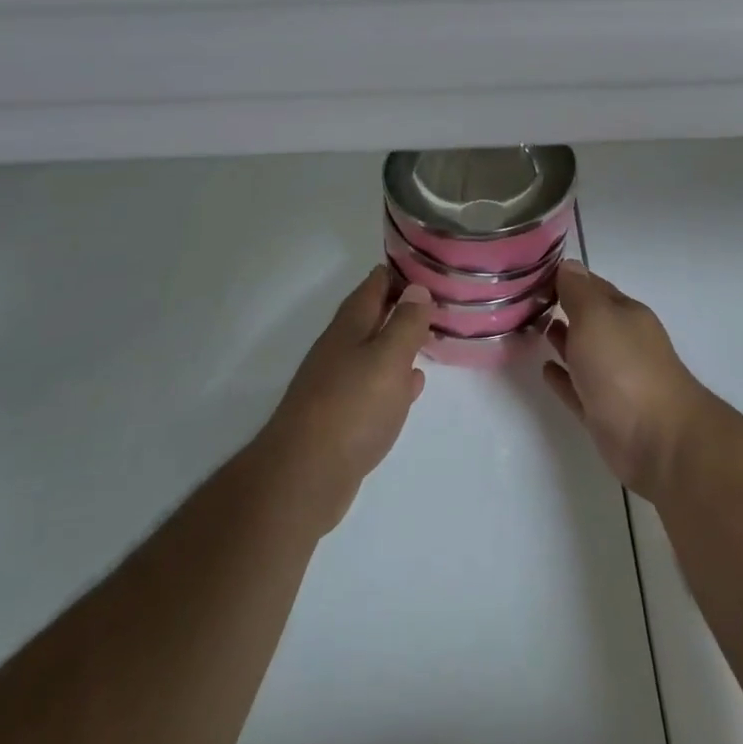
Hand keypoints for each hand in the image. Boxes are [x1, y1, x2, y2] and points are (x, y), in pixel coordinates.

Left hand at [259, 267, 430, 534]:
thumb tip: (416, 288)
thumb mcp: (388, 358)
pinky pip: (374, 386)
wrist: (304, 477)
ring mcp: (338, 383)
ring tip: (430, 336)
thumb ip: (405, 323)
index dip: (401, 272)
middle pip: (373, 316)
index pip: (375, 284)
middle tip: (438, 301)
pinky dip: (395, 379)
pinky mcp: (342, 417)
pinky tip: (412, 385)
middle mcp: (341, 348)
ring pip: (375, 351)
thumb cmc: (351, 407)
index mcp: (350, 326)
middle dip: (402, 306)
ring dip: (399, 342)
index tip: (431, 267)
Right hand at [544, 261, 711, 498]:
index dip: (565, 278)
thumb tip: (568, 266)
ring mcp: (614, 379)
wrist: (657, 441)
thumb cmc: (624, 368)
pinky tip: (545, 370)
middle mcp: (622, 342)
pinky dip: (562, 378)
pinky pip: (577, 388)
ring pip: (582, 352)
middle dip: (562, 308)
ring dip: (561, 340)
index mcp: (625, 314)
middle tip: (524, 301)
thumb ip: (579, 292)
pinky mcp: (604, 413)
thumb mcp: (597, 316)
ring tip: (532, 328)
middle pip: (588, 319)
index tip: (532, 273)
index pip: (591, 286)